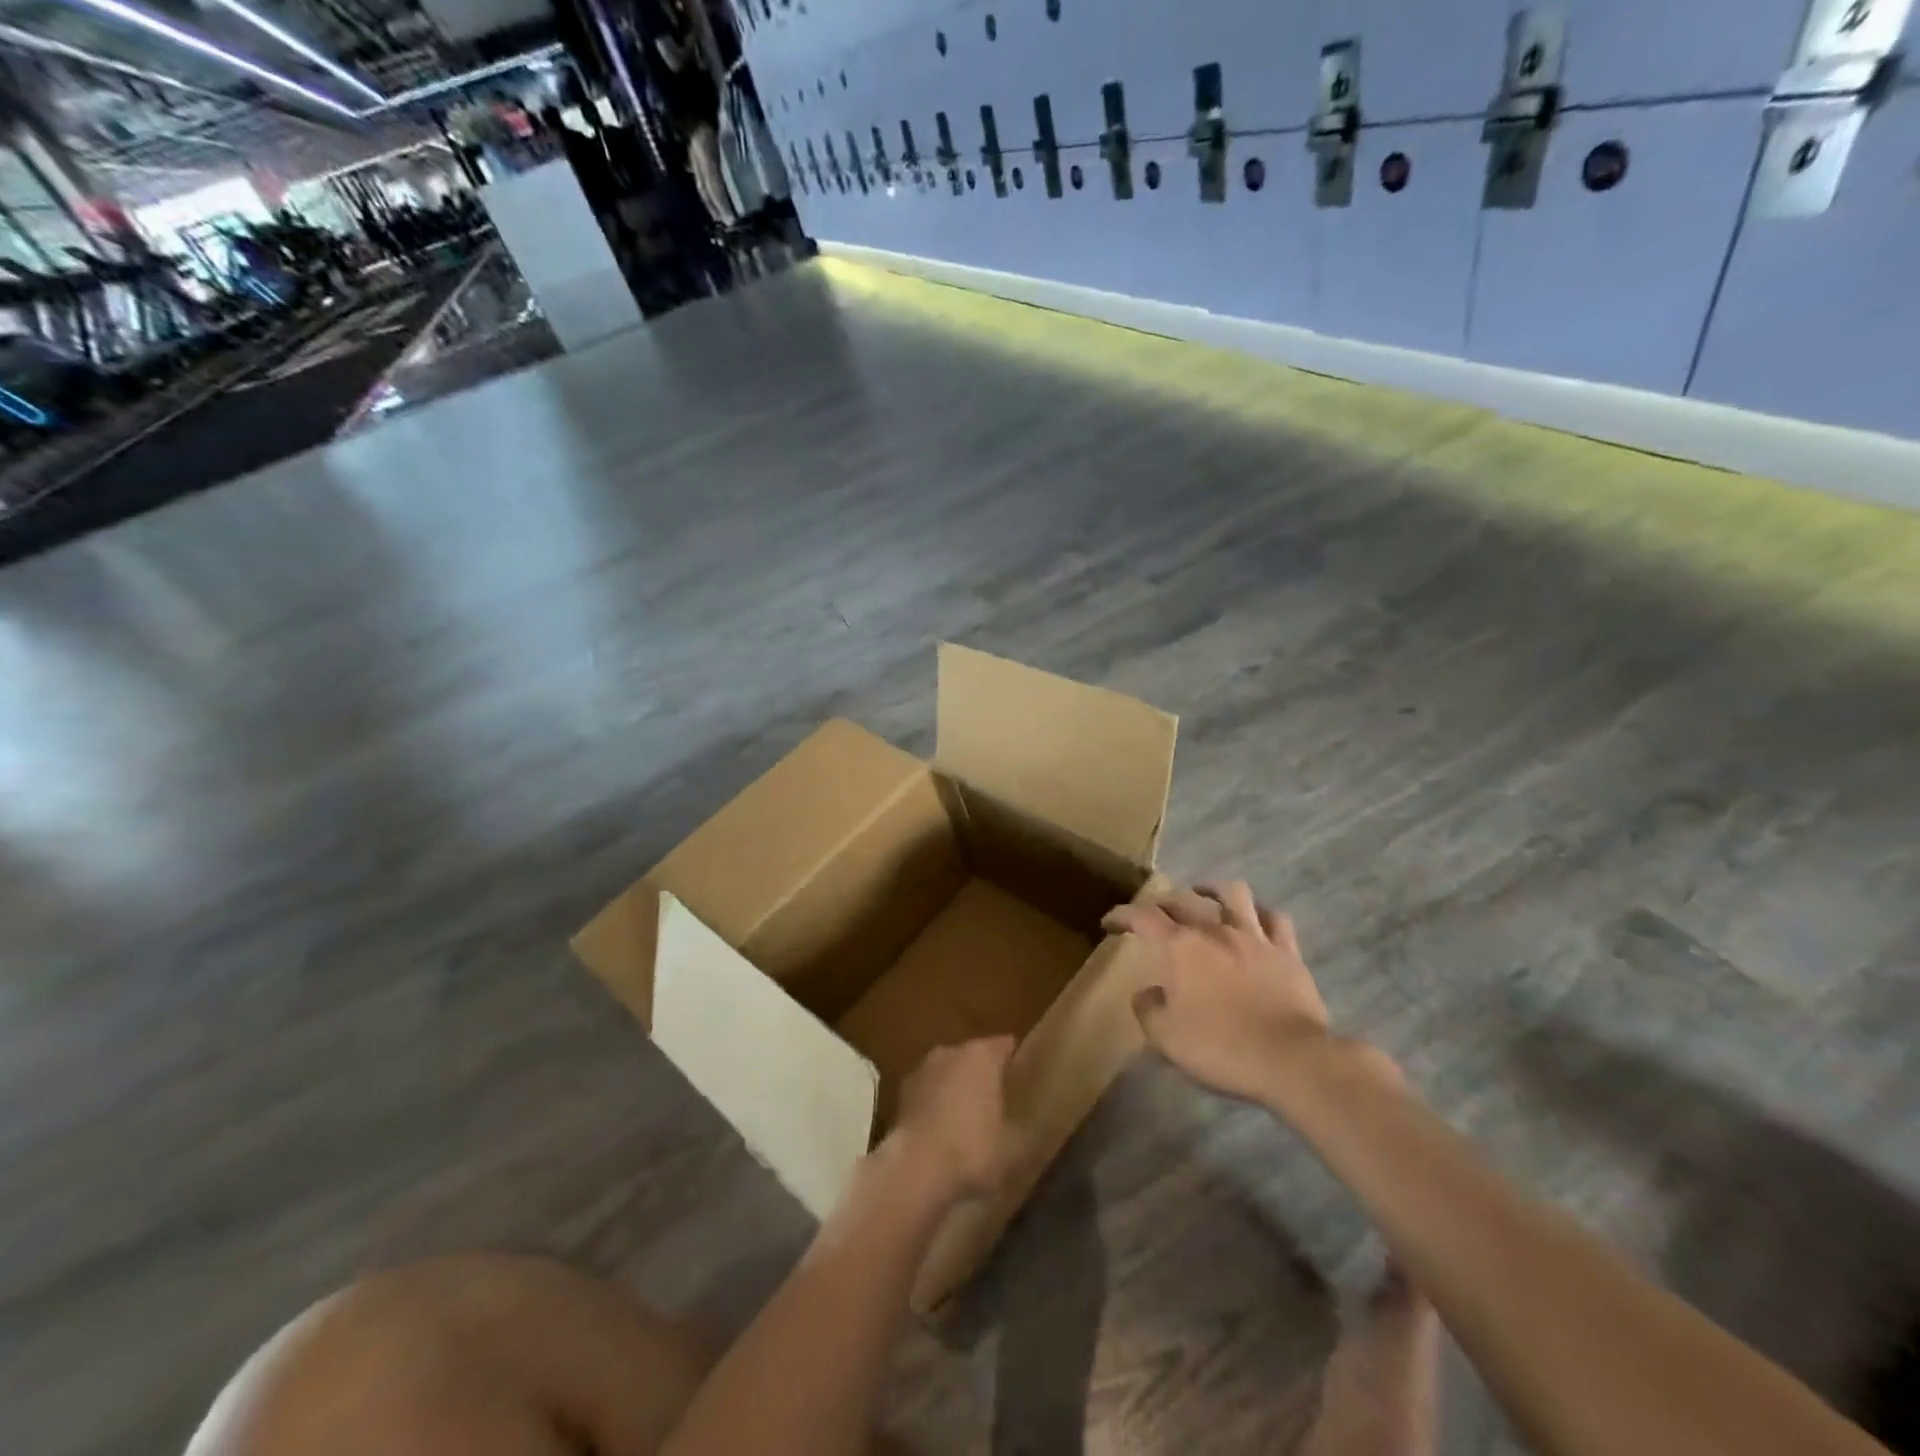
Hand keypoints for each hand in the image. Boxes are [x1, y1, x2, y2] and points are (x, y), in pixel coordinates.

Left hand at [886, 1036, 1014, 1201]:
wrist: (915, 1169)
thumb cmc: (972, 1149)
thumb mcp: (1013, 1146)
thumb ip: (1020, 1127)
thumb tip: (1024, 1125)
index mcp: (982, 1055)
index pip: (1005, 1046)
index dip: (1015, 1061)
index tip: (1023, 1079)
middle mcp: (951, 1051)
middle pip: (974, 1057)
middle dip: (983, 1076)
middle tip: (997, 1103)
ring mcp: (922, 1069)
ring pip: (948, 1073)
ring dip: (956, 1089)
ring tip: (968, 1121)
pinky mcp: (901, 1091)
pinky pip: (928, 1092)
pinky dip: (935, 1105)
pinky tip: (941, 1132)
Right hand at [1103, 882, 1330, 1103]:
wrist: (1289, 1059)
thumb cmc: (1220, 1047)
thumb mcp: (1166, 1037)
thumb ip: (1148, 1009)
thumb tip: (1148, 993)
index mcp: (1179, 947)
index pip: (1141, 917)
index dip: (1121, 915)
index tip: (1110, 923)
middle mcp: (1214, 931)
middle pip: (1182, 900)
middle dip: (1161, 903)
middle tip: (1153, 916)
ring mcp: (1254, 937)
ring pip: (1233, 893)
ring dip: (1213, 889)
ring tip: (1204, 895)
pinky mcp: (1287, 952)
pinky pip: (1275, 919)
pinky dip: (1261, 915)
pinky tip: (1255, 921)